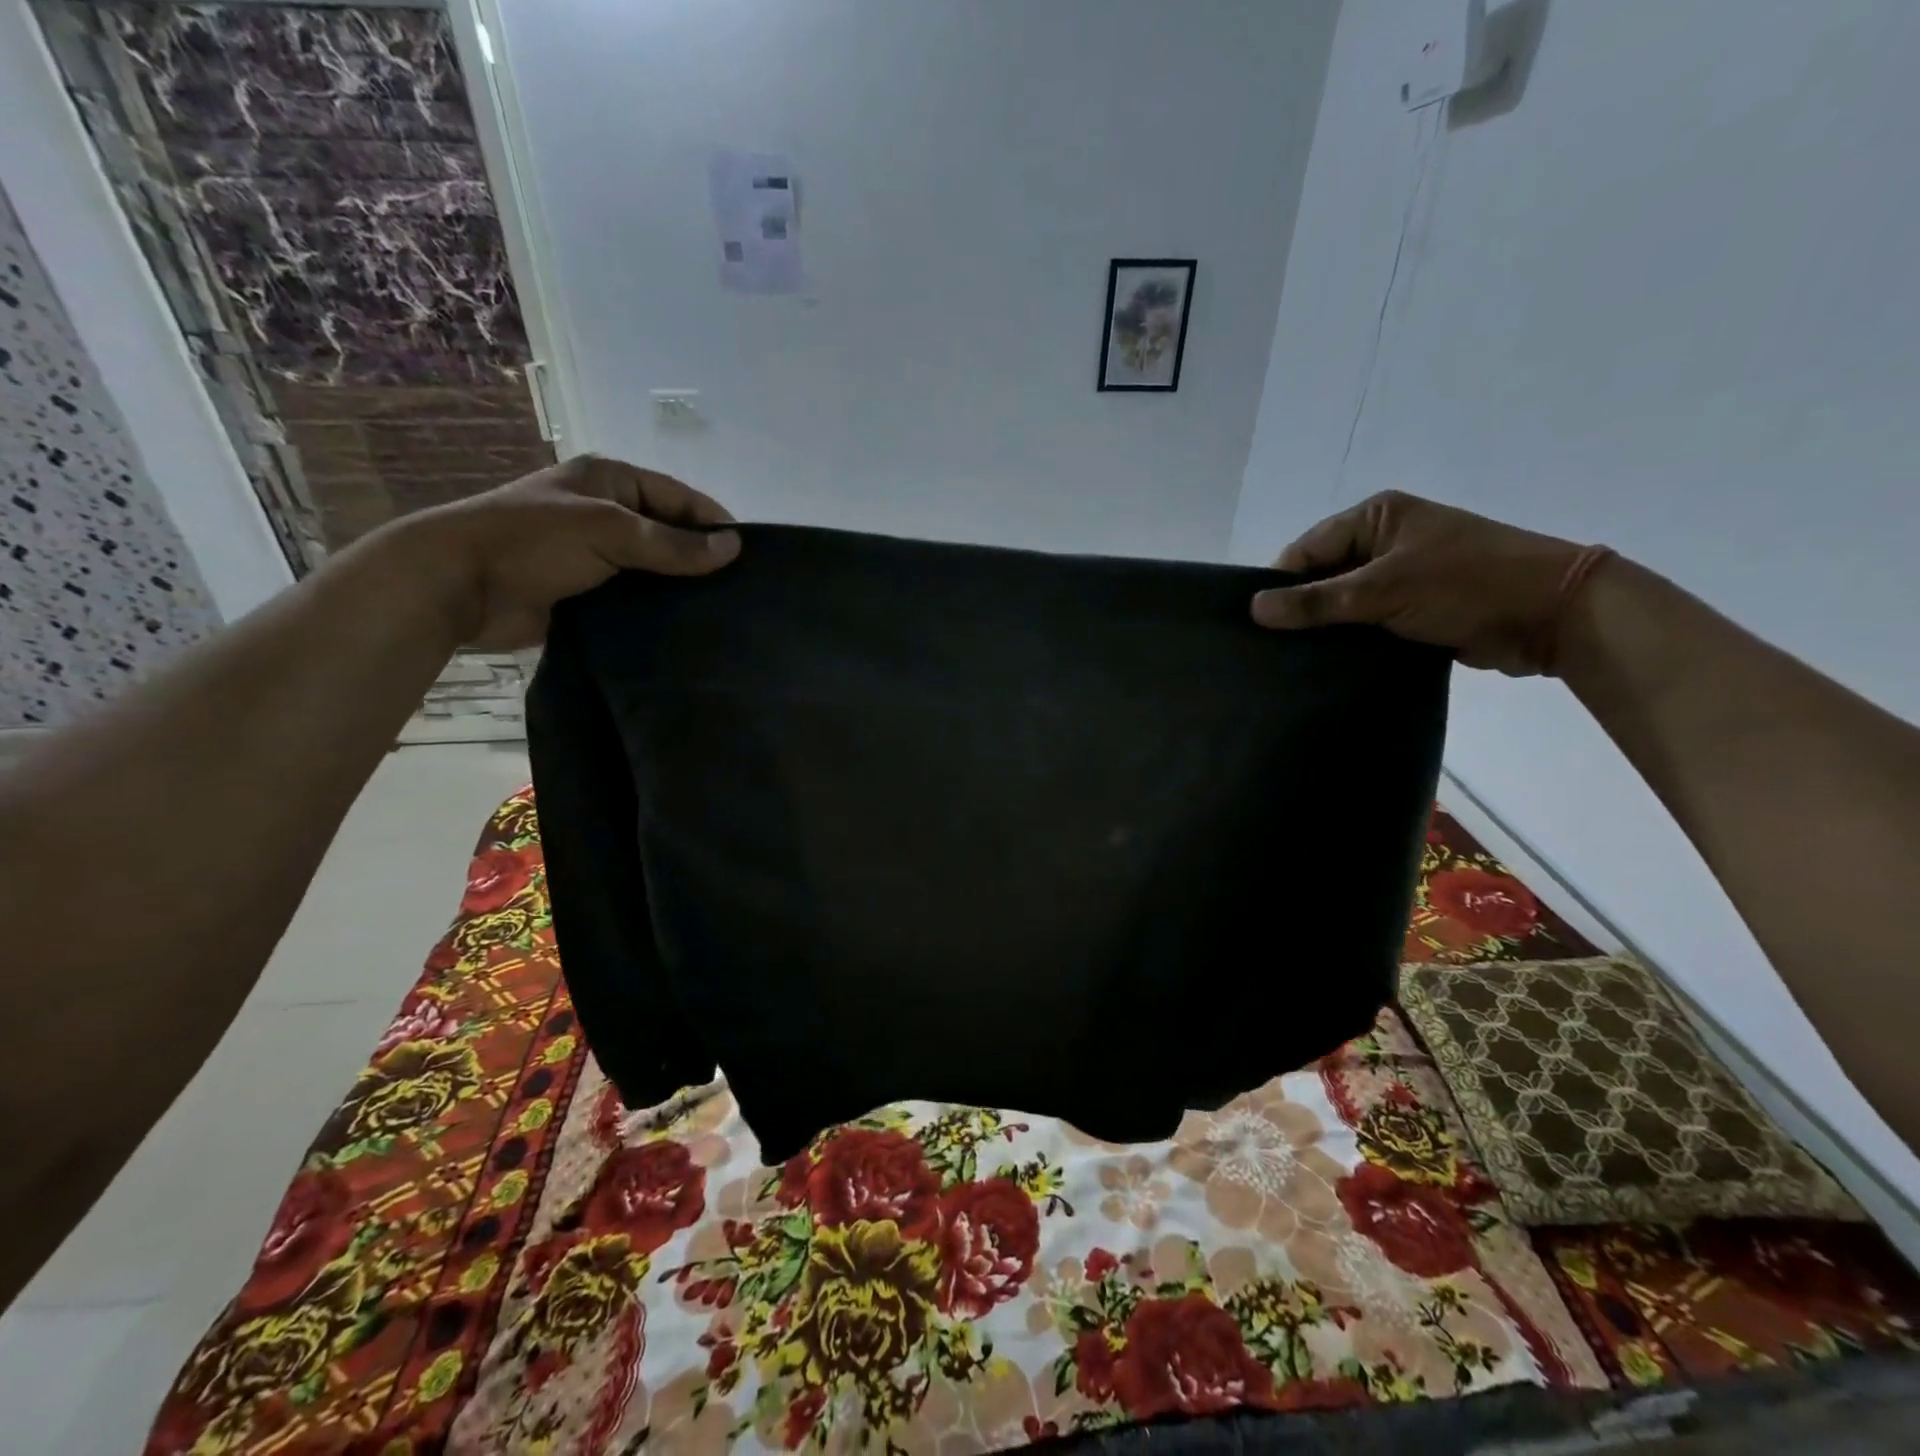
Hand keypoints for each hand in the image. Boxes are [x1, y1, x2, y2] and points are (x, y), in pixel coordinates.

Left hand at [389, 454, 740, 649]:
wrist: (458, 585)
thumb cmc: (532, 542)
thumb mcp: (609, 530)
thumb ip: (673, 543)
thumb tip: (734, 548)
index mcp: (610, 481)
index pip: (679, 498)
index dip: (714, 523)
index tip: (749, 557)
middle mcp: (606, 512)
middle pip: (669, 532)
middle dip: (701, 557)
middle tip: (740, 591)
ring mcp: (596, 554)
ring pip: (654, 568)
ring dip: (680, 587)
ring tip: (721, 613)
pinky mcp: (587, 591)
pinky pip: (635, 596)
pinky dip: (657, 609)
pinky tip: (685, 627)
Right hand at [1248, 491, 1610, 675]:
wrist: (1553, 615)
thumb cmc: (1465, 584)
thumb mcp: (1383, 589)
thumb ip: (1316, 601)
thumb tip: (1253, 608)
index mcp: (1376, 517)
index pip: (1306, 550)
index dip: (1280, 585)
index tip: (1256, 624)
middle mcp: (1385, 541)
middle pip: (1321, 577)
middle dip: (1299, 610)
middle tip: (1269, 648)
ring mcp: (1400, 576)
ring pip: (1342, 604)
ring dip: (1324, 630)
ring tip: (1290, 662)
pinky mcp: (1413, 608)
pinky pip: (1365, 623)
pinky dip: (1348, 642)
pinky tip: (1325, 665)